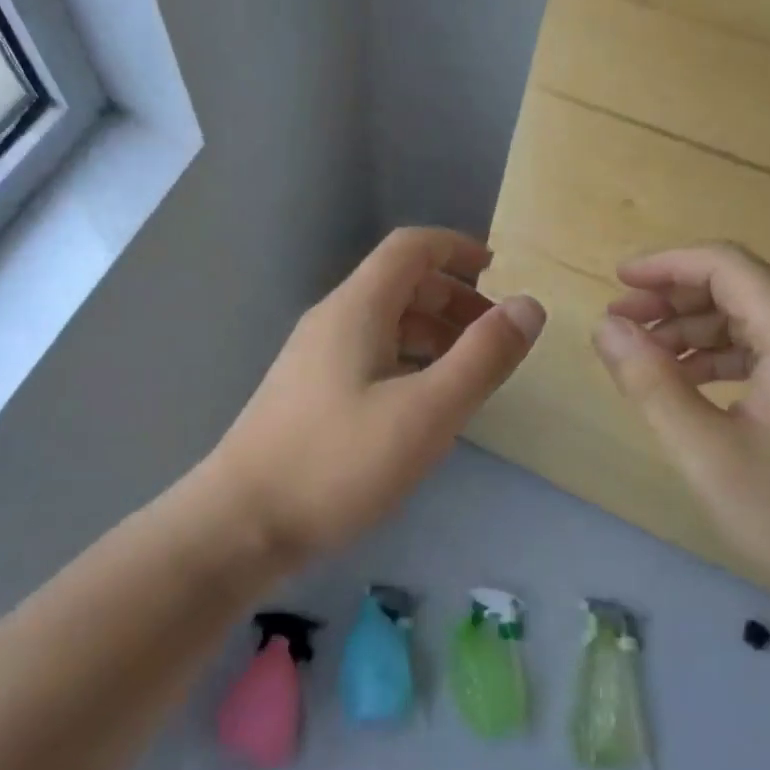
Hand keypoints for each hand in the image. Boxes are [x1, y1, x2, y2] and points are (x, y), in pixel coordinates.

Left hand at [216, 228, 545, 559]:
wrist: (241, 523)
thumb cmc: (338, 462)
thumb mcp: (427, 411)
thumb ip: (483, 356)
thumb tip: (529, 305)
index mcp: (357, 307)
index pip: (411, 247)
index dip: (458, 248)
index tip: (501, 274)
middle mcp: (332, 319)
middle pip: (400, 283)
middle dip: (453, 298)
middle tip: (494, 336)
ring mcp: (315, 356)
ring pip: (385, 322)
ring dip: (432, 332)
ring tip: (469, 371)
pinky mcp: (308, 392)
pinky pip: (369, 354)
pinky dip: (408, 360)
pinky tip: (423, 402)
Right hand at [593, 242, 769, 630]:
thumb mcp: (709, 452)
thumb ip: (651, 383)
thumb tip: (606, 329)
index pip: (725, 266)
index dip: (665, 266)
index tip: (615, 284)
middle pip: (736, 289)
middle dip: (671, 300)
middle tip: (618, 327)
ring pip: (747, 324)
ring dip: (690, 333)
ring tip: (640, 359)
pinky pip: (762, 357)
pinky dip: (716, 362)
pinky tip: (685, 389)